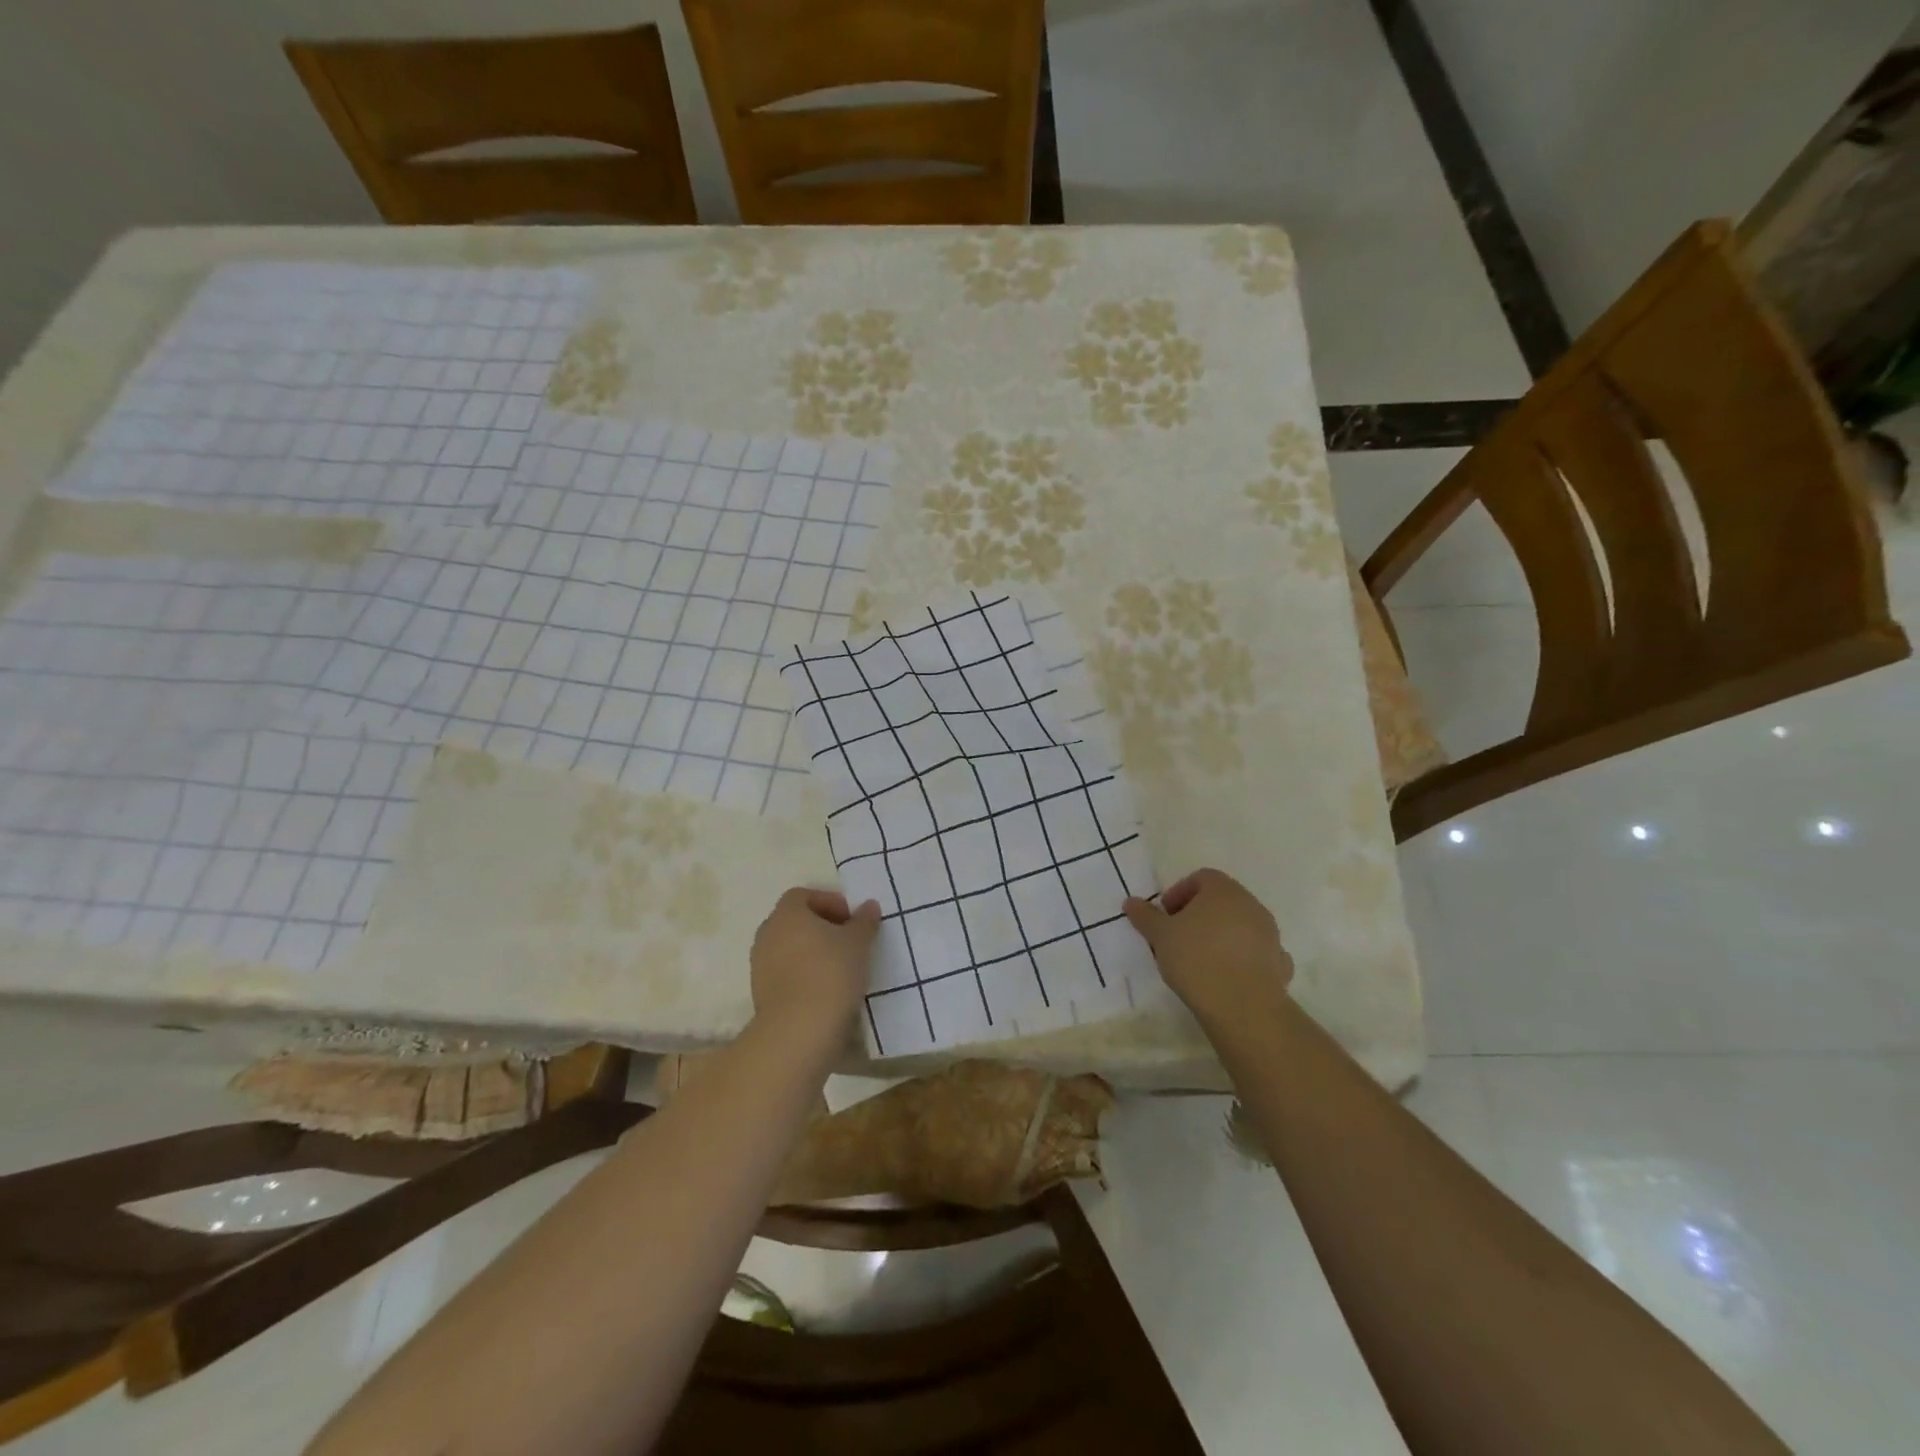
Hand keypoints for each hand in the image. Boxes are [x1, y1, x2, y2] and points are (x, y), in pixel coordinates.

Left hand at [750, 887, 880, 1052]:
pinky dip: (803, 975)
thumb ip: (864, 921)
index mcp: (787, 914)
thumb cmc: (831, 973)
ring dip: (812, 953)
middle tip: (849, 942)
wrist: (799, 1030)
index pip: (804, 895)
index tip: (851, 920)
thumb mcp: (858, 943)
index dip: (829, 902)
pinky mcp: (761, 993)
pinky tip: (826, 990)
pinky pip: (785, 973)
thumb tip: (869, 906)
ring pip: (789, 948)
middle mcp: (767, 933)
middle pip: (795, 921)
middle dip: (822, 927)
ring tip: (841, 968)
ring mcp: (760, 965)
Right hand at [1124, 868, 1291, 1025]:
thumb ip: (1145, 916)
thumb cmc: (1196, 959)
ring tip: (1199, 960)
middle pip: (1221, 901)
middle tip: (1178, 937)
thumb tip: (1131, 902)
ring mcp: (1270, 934)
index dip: (1179, 893)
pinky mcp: (1279, 963)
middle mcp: (1251, 905)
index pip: (1201, 878)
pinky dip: (1242, 958)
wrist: (1243, 1006)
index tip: (1165, 917)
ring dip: (1220, 936)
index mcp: (1223, 890)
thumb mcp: (1160, 935)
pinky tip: (1227, 976)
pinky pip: (1256, 952)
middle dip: (1198, 915)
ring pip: (1240, 926)